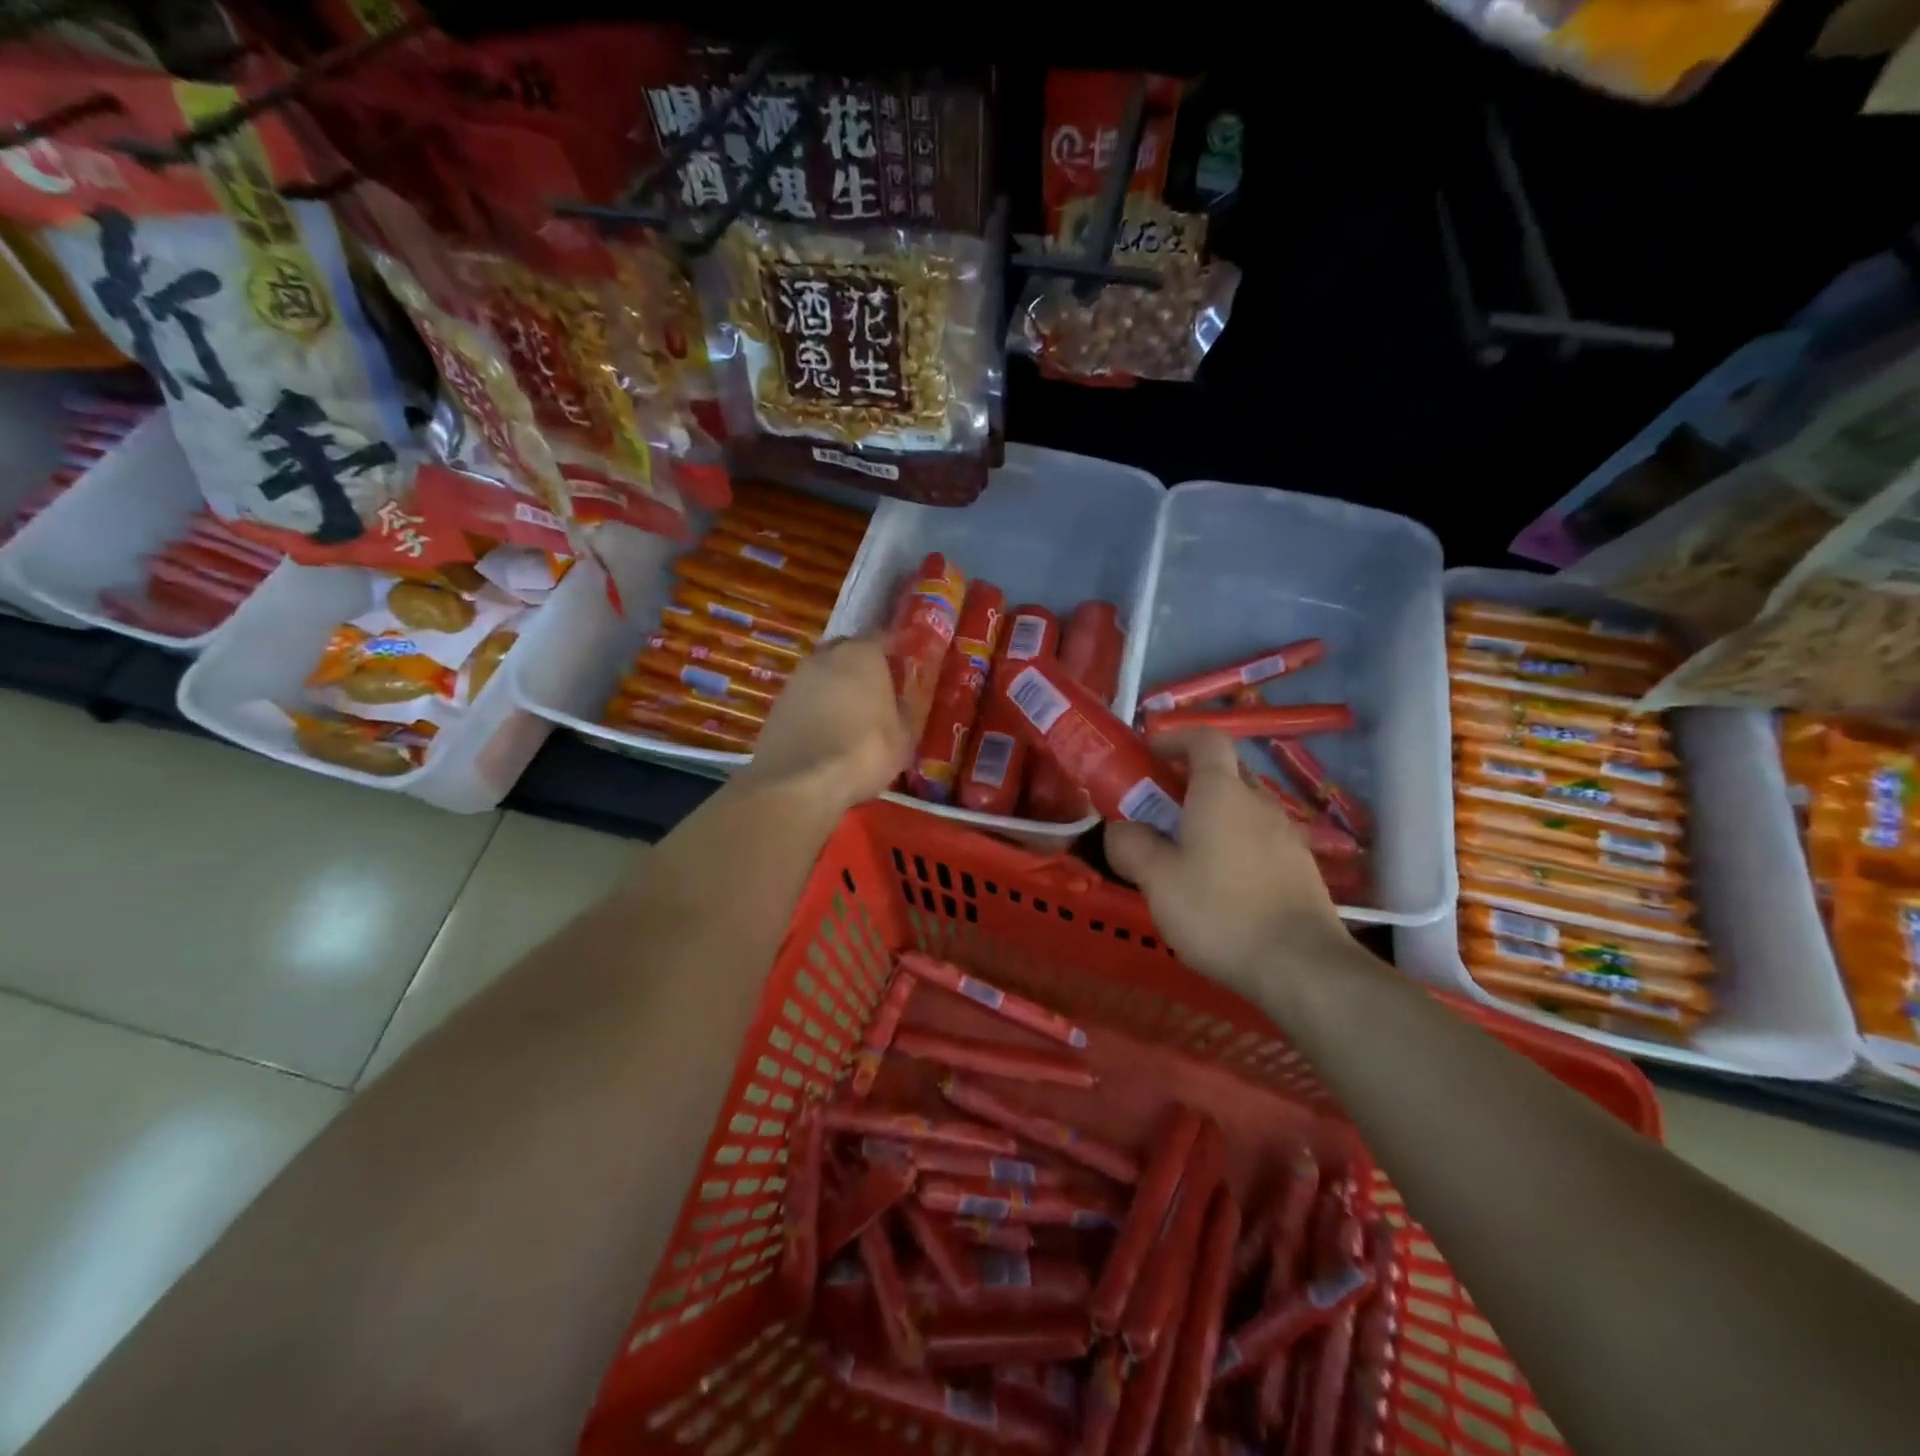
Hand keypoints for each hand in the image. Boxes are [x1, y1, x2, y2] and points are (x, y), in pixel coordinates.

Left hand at [737, 635, 908, 816]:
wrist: (800, 782)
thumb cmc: (864, 751)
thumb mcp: (903, 737)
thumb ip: (904, 712)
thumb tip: (901, 703)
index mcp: (862, 654)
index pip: (882, 638)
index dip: (893, 653)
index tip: (901, 668)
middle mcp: (826, 656)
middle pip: (847, 651)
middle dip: (860, 665)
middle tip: (875, 689)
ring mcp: (797, 679)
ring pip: (823, 674)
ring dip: (835, 687)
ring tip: (850, 714)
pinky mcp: (777, 704)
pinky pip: (805, 698)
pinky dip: (816, 708)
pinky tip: (826, 731)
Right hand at [1105, 729, 1347, 994]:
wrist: (1300, 966)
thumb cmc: (1219, 912)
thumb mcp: (1157, 881)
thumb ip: (1131, 846)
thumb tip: (1120, 828)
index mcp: (1222, 792)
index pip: (1205, 738)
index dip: (1175, 738)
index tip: (1149, 755)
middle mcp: (1259, 802)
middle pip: (1225, 771)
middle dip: (1189, 780)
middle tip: (1158, 809)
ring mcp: (1286, 834)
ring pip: (1243, 807)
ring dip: (1212, 814)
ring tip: (1185, 852)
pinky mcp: (1301, 866)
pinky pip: (1260, 837)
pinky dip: (1235, 842)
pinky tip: (1221, 883)